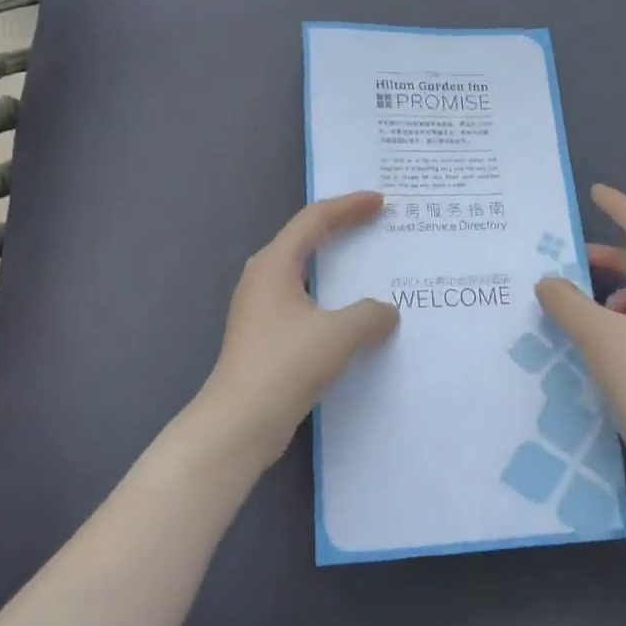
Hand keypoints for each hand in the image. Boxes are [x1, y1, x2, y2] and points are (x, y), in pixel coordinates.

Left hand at [188, 192, 400, 475]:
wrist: (239, 423)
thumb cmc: (286, 365)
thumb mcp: (339, 334)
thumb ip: (370, 315)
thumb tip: (386, 312)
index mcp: (275, 264)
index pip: (315, 219)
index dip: (349, 206)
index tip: (380, 202)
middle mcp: (263, 278)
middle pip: (306, 241)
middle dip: (342, 230)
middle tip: (376, 226)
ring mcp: (260, 309)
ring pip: (305, 274)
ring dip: (337, 269)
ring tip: (370, 269)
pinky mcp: (264, 337)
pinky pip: (304, 303)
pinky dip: (331, 300)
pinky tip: (353, 318)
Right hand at [535, 185, 625, 489]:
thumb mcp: (597, 334)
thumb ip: (566, 301)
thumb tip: (548, 283)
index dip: (619, 207)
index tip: (594, 192)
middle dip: (604, 259)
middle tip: (567, 261)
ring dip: (607, 293)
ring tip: (574, 307)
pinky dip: (616, 319)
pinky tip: (594, 340)